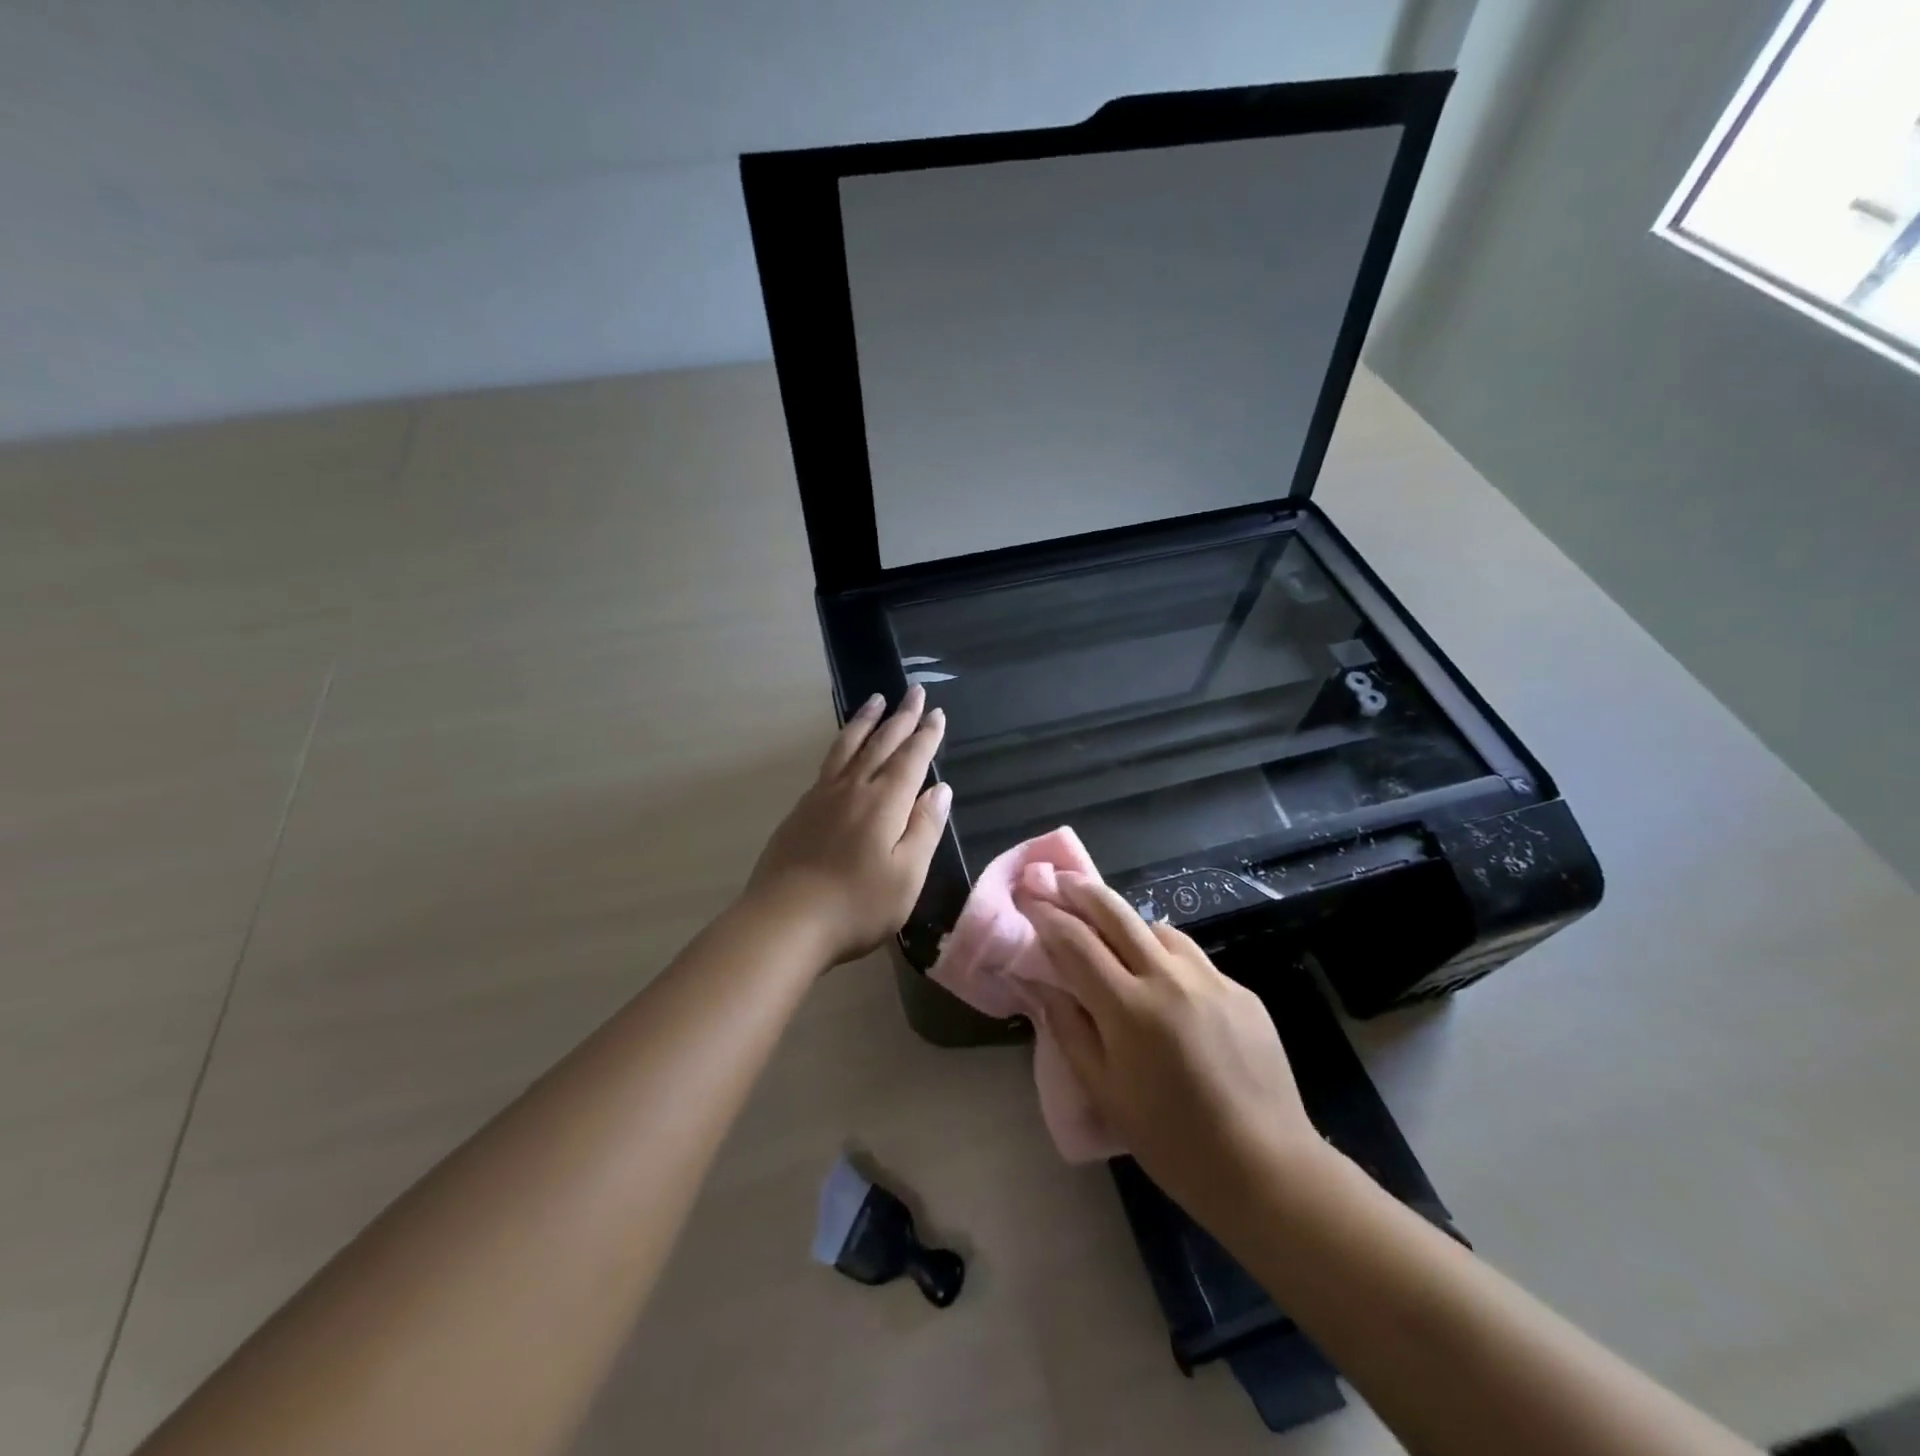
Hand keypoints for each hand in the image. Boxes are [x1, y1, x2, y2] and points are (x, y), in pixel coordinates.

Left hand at [745, 685, 951, 965]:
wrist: (785, 922)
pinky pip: (828, 763)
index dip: (926, 735)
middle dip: (901, 717)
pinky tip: (843, 749)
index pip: (911, 759)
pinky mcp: (801, 811)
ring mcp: (822, 797)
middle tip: (913, 691)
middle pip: (881, 743)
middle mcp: (853, 789)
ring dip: (865, 721)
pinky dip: (841, 745)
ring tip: (875, 700)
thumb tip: (940, 790)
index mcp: (884, 803)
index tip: (936, 712)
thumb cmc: (856, 905)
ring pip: (848, 747)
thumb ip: (925, 828)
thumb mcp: (907, 876)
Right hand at [1015, 872, 1328, 1220]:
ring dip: (1127, 922)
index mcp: (1128, 1007)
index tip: (1030, 899)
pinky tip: (1164, 982)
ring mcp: (1211, 979)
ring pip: (1158, 928)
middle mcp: (1169, 978)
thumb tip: (1040, 982)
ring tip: (1112, 933)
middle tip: (1061, 880)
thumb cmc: (1171, 1140)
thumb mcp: (1104, 1090)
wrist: (1265, 1167)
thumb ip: (1068, 1028)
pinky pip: (1193, 958)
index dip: (1048, 916)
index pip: (1076, 941)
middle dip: (1082, 891)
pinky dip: (1166, 957)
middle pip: (1117, 913)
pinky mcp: (1240, 990)